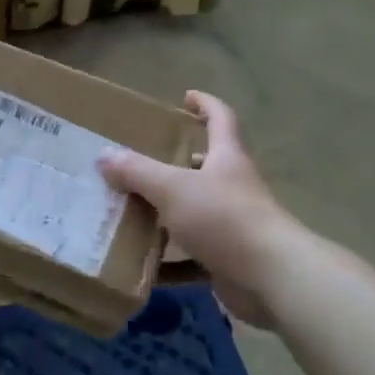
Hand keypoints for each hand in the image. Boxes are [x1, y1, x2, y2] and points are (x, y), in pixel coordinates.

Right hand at [97, 92, 294, 325]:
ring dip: (169, 215)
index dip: (206, 104)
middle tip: (144, 163)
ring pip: (197, 213)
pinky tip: (144, 269)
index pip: (221, 118)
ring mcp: (234, 225)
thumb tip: (104, 154)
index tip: (187, 97)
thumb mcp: (173, 188)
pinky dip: (171, 263)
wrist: (270, 278)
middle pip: (207, 167)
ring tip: (132, 214)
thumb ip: (137, 171)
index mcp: (227, 158)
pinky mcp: (230, 260)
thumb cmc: (223, 217)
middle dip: (179, 163)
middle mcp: (234, 186)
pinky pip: (195, 258)